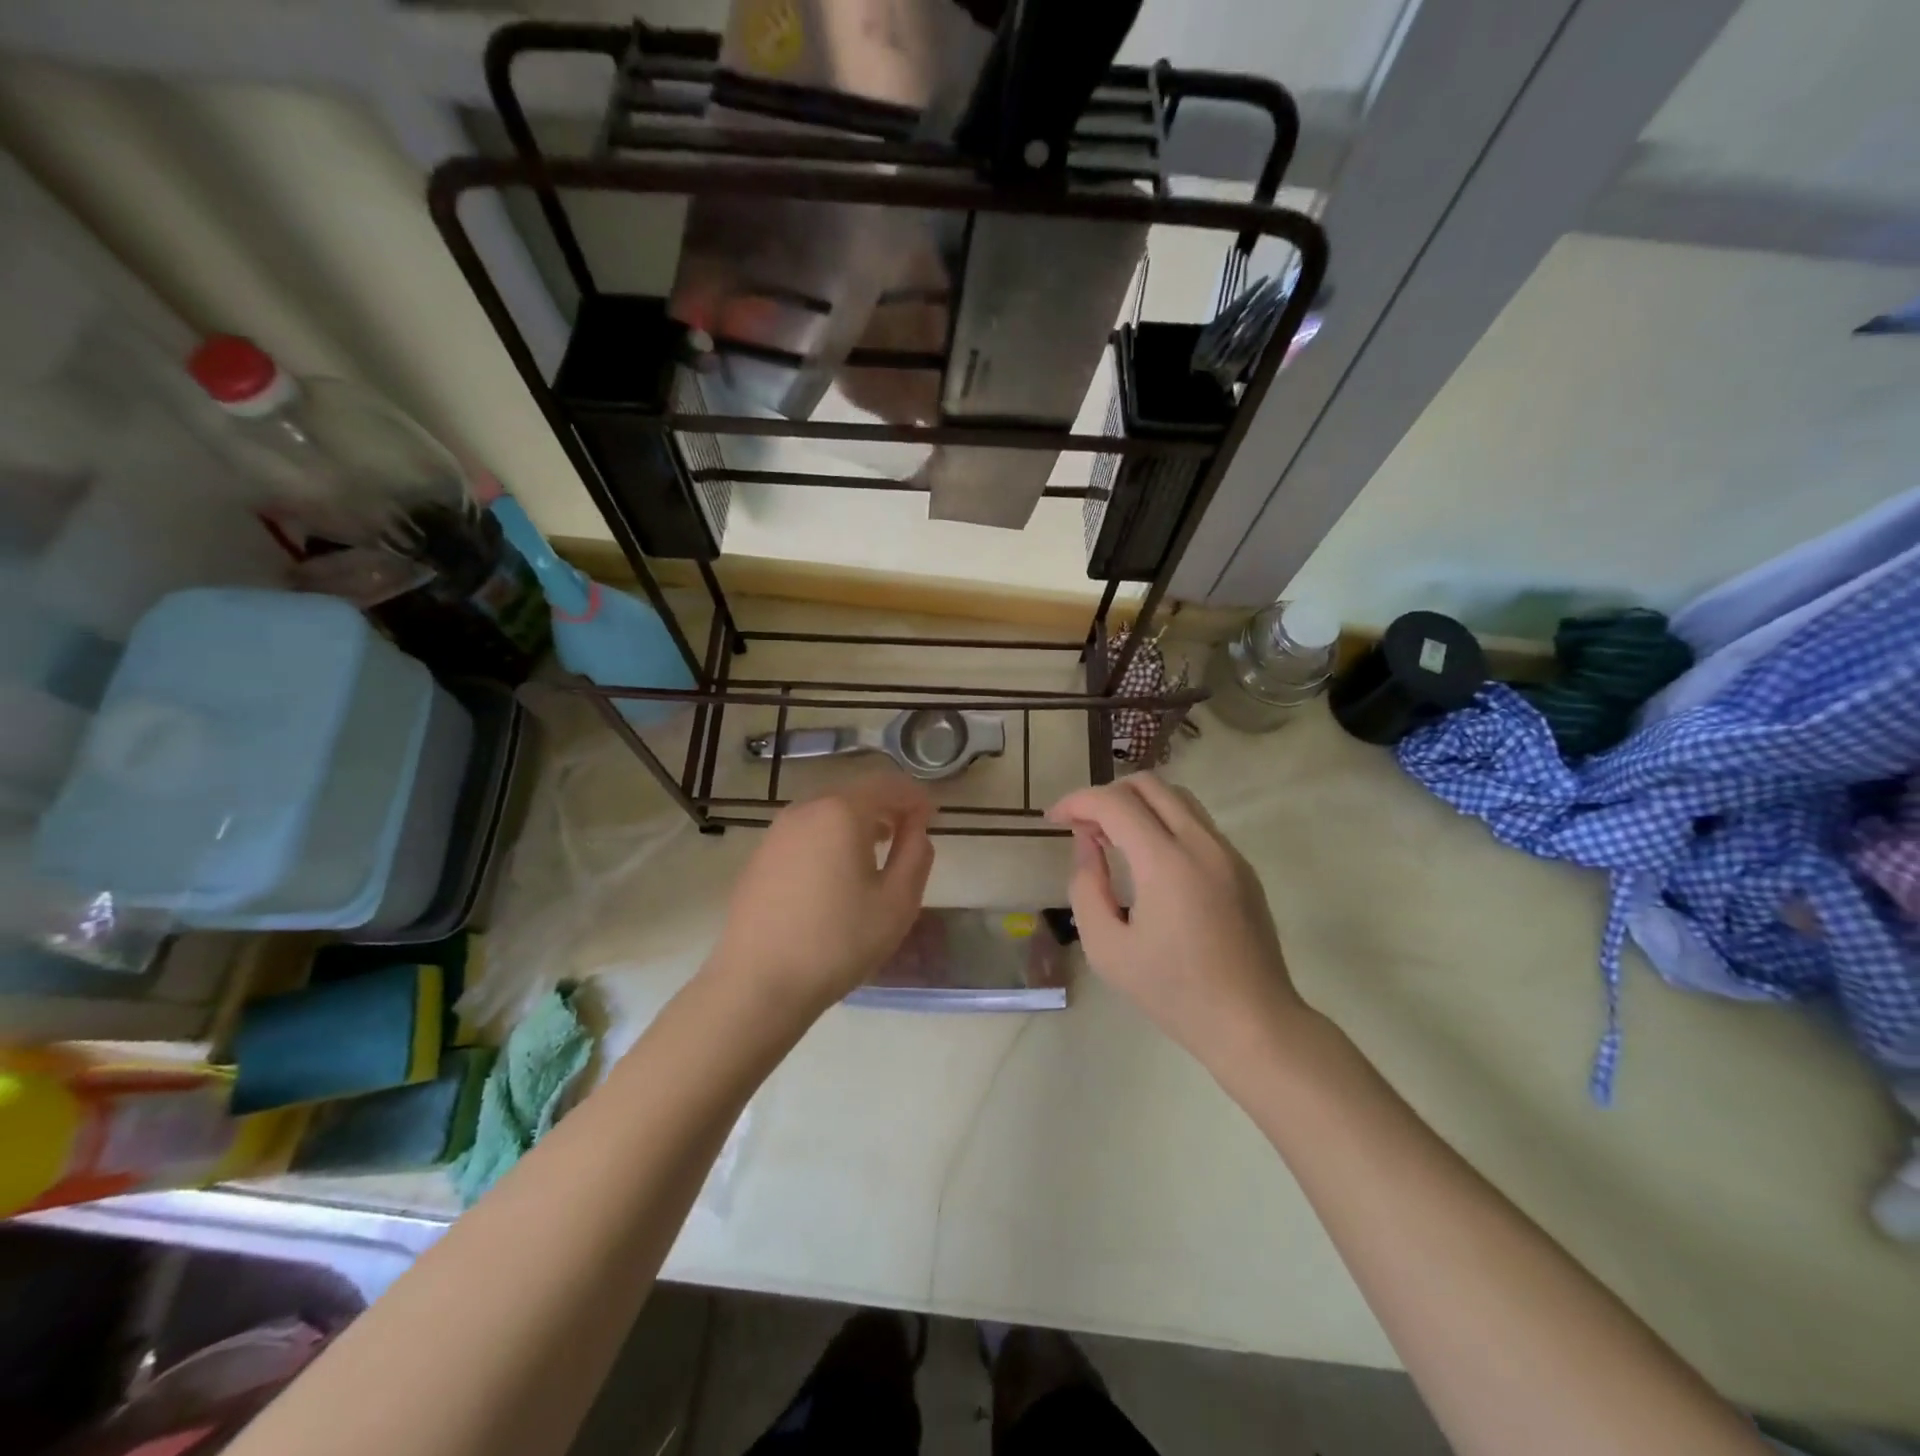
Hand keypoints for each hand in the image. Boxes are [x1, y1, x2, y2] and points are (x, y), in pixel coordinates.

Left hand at [707, 771, 935, 1020]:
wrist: (757, 984)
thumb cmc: (838, 942)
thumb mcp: (897, 902)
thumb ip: (916, 854)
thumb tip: (916, 827)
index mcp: (841, 812)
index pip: (888, 784)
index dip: (915, 796)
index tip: (934, 816)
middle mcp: (806, 809)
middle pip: (855, 792)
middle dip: (887, 805)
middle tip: (909, 832)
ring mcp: (777, 832)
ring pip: (828, 811)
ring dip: (858, 820)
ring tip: (877, 850)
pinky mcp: (760, 856)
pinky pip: (806, 832)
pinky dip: (830, 837)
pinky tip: (837, 871)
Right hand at [1049, 775, 1308, 1070]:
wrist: (1253, 1023)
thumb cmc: (1173, 992)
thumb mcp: (1107, 948)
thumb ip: (1086, 888)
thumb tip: (1088, 845)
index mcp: (1166, 862)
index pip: (1114, 803)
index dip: (1077, 801)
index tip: (1053, 819)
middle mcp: (1201, 843)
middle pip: (1148, 785)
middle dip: (1106, 794)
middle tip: (1083, 826)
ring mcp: (1227, 852)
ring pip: (1176, 797)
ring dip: (1137, 804)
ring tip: (1112, 838)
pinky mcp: (1242, 867)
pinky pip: (1196, 823)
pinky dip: (1163, 822)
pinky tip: (1148, 860)